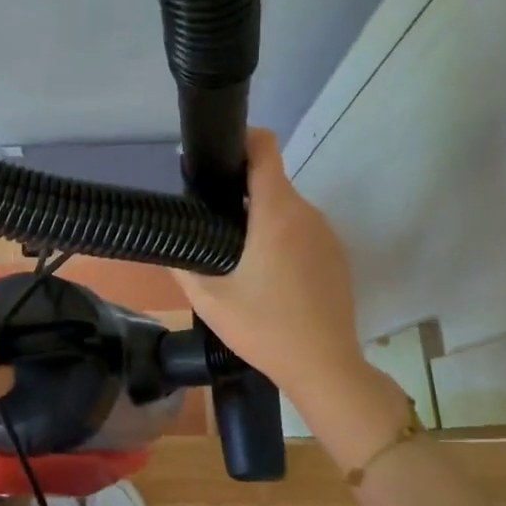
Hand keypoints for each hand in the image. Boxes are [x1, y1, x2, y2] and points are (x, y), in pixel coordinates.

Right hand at [173, 128, 363, 405]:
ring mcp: (327, 234)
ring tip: (236, 254)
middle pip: (270, 181)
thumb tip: (167, 238)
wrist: (325, 367)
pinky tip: (268, 276)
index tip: (214, 155)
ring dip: (260, 218)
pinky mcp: (337, 255)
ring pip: (286, 208)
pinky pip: (302, 230)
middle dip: (239, 191)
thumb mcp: (210, 300)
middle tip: (209, 221)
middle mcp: (307, 213)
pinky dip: (282, 238)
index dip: (240, 139)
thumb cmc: (264, 329)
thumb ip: (183, 262)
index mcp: (276, 214)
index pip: (264, 149)